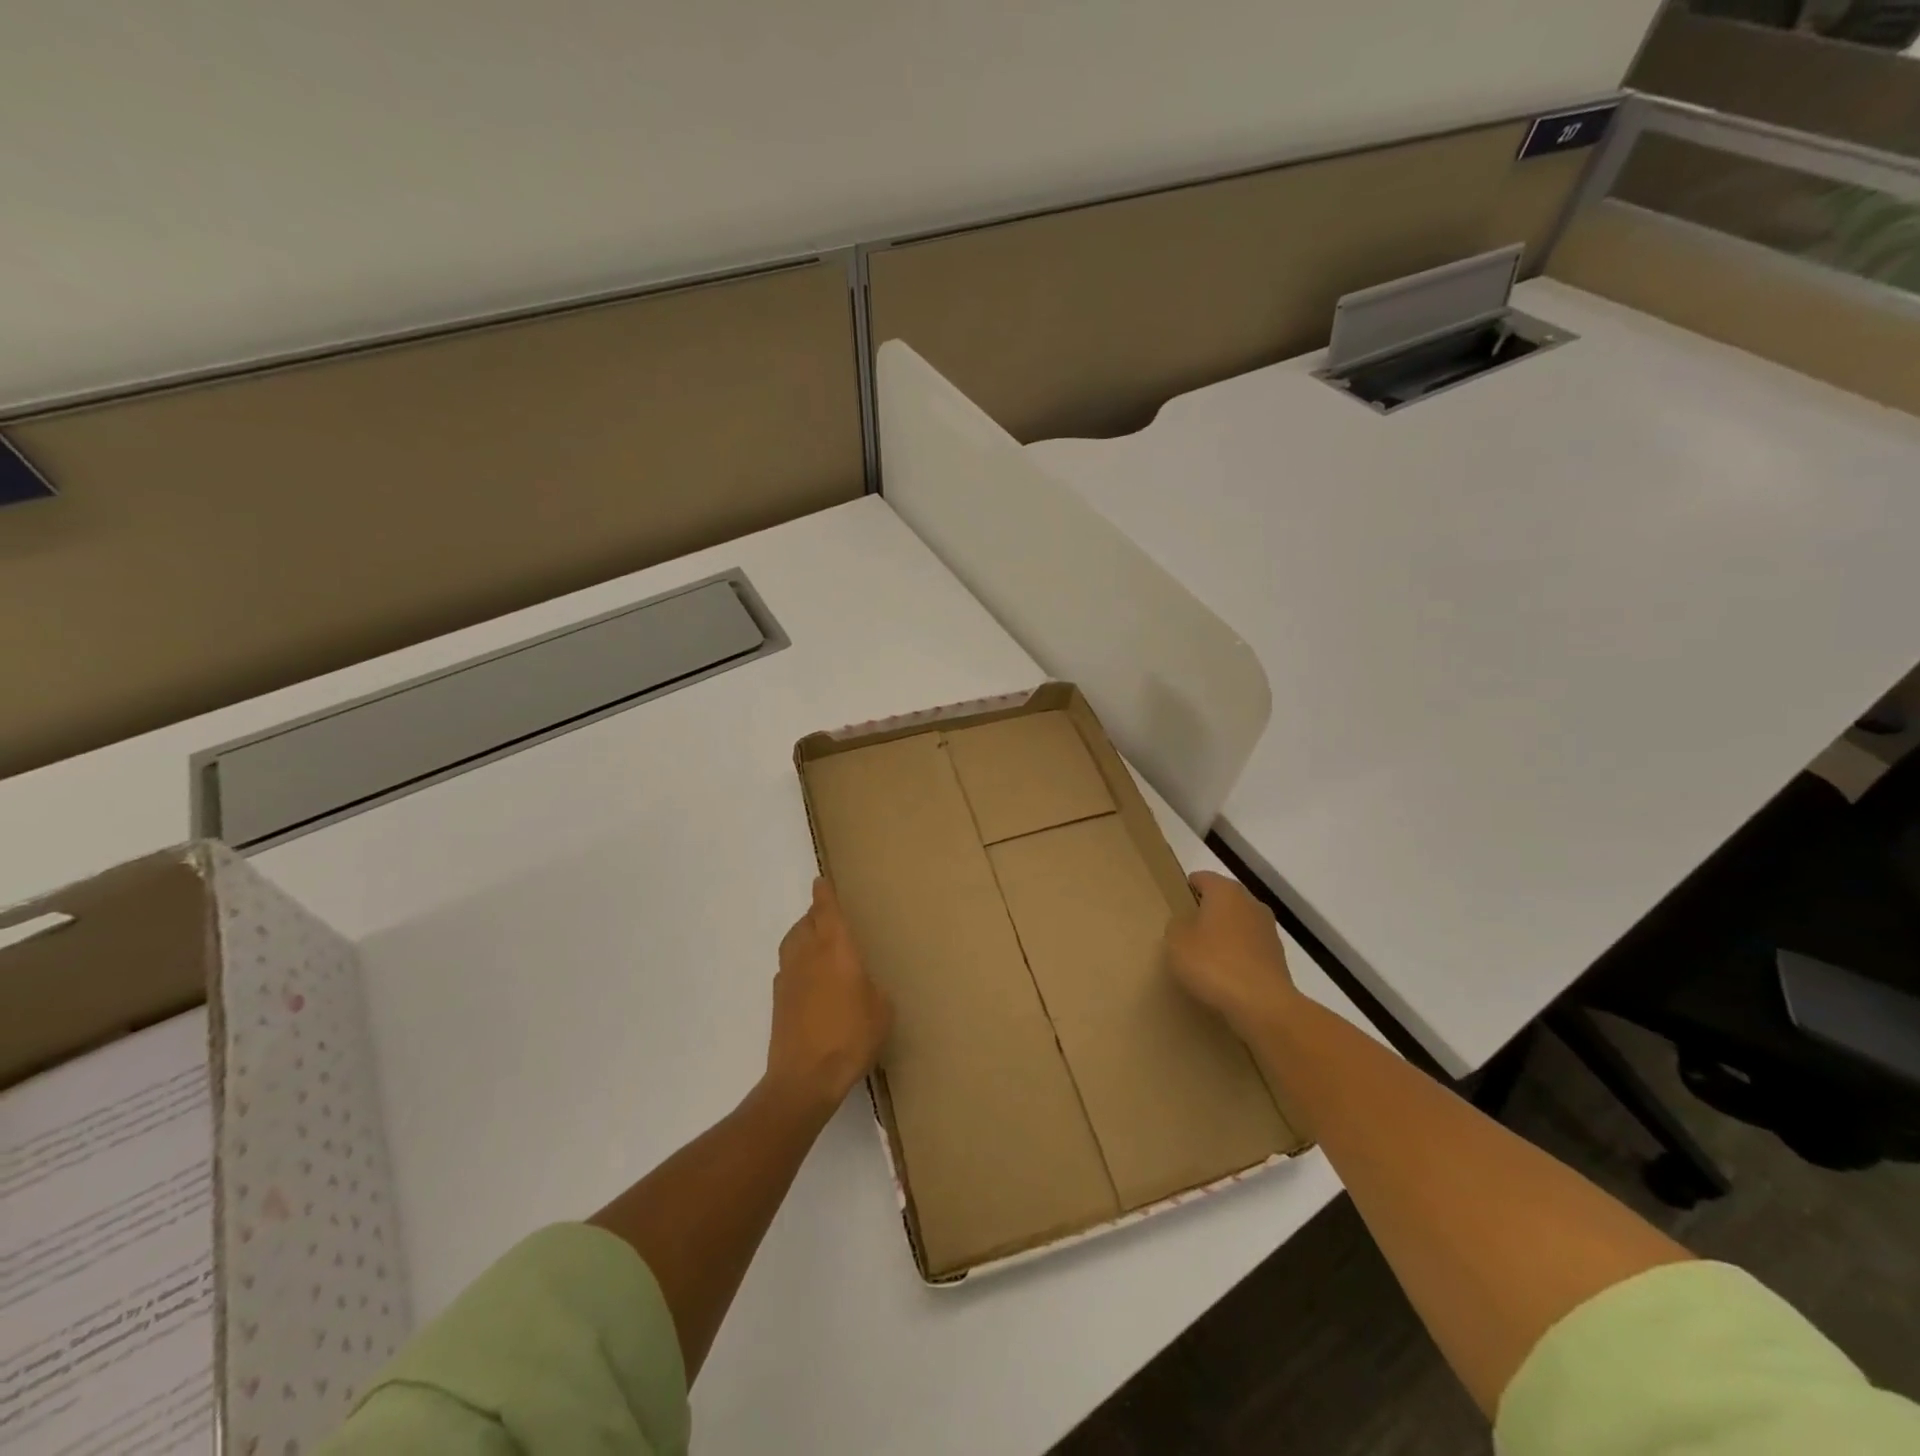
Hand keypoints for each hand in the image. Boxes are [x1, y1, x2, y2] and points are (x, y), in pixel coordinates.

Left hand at [767, 878, 892, 1110]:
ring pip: (792, 942)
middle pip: (806, 923)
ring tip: (816, 943)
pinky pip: (787, 967)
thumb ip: (872, 987)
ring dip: (802, 935)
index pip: (827, 912)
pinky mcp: (777, 1000)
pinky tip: (808, 979)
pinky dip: (796, 963)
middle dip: (815, 915)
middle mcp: (808, 955)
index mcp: (836, 949)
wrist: (805, 1078)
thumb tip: (861, 984)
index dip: (824, 894)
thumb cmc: (851, 1037)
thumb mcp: (881, 1010)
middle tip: (828, 916)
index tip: (820, 881)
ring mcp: (788, 977)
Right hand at [1165, 871, 1301, 1039]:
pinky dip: (1238, 956)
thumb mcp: (1176, 941)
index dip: (1187, 888)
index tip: (1176, 905)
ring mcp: (1268, 930)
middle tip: (1186, 931)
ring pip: (1239, 924)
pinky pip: (1250, 949)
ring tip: (1205, 956)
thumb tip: (1187, 924)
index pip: (1202, 878)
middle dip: (1207, 912)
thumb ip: (1177, 925)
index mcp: (1225, 891)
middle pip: (1223, 900)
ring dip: (1225, 935)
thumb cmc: (1213, 963)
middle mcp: (1250, 903)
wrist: (1262, 1005)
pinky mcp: (1278, 957)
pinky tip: (1225, 975)